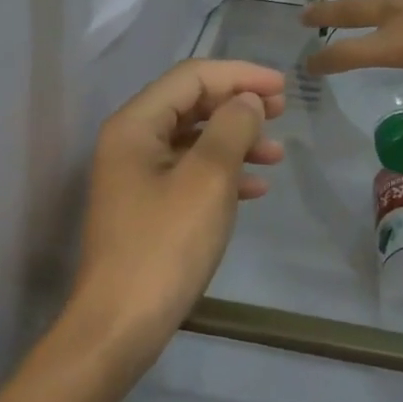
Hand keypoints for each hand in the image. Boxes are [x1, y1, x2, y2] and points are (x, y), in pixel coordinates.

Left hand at [68, 59, 285, 359]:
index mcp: (136, 125)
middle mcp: (131, 141)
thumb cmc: (164, 246)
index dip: (239, 75)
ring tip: (277, 154)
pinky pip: (189, 173)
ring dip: (236, 140)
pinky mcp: (147, 207)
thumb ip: (232, 129)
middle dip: (238, 104)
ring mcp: (136, 176)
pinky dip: (223, 173)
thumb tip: (247, 100)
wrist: (120, 326)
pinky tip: (255, 188)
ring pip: (194, 140)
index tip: (282, 88)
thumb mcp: (207, 180)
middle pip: (191, 104)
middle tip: (282, 112)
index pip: (191, 77)